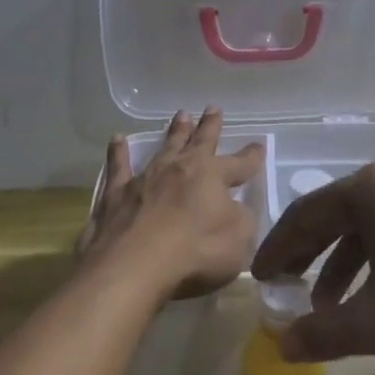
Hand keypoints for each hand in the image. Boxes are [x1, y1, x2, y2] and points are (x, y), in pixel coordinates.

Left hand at [79, 107, 264, 301]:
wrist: (134, 266)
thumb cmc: (195, 252)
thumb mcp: (239, 240)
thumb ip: (242, 220)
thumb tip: (236, 209)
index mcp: (212, 176)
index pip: (239, 164)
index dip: (251, 157)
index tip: (259, 144)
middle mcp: (179, 169)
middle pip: (199, 142)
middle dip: (209, 126)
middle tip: (213, 108)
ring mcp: (145, 178)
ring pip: (164, 147)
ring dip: (175, 131)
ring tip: (181, 115)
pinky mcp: (116, 195)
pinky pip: (118, 167)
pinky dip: (118, 153)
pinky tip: (117, 140)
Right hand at [251, 162, 374, 365]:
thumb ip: (321, 333)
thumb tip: (282, 345)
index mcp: (371, 189)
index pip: (305, 215)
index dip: (277, 250)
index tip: (259, 280)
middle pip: (334, 214)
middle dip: (307, 255)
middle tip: (284, 287)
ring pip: (367, 224)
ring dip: (341, 263)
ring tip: (328, 306)